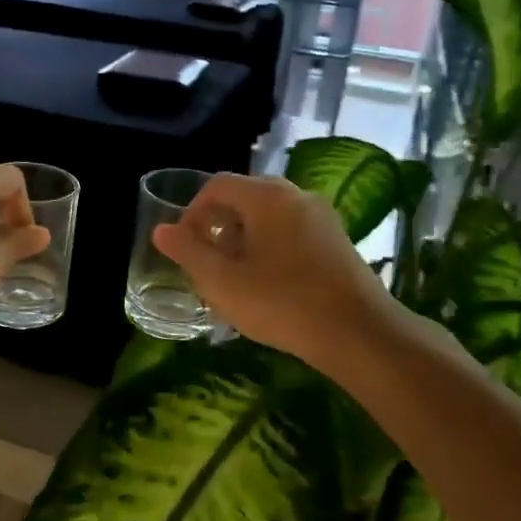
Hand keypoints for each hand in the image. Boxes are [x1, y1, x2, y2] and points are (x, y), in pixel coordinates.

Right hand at [151, 173, 399, 372]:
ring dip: (243, 240)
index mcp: (267, 196)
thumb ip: (188, 252)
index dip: (191, 212)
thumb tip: (162, 230)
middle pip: (244, 198)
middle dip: (217, 228)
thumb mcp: (223, 282)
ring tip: (234, 279)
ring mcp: (321, 217)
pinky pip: (291, 232)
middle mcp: (296, 195)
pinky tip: (267, 285)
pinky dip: (269, 248)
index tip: (184, 247)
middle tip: (206, 264)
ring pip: (268, 217)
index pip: (217, 186)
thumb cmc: (282, 303)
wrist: (358, 334)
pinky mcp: (336, 240)